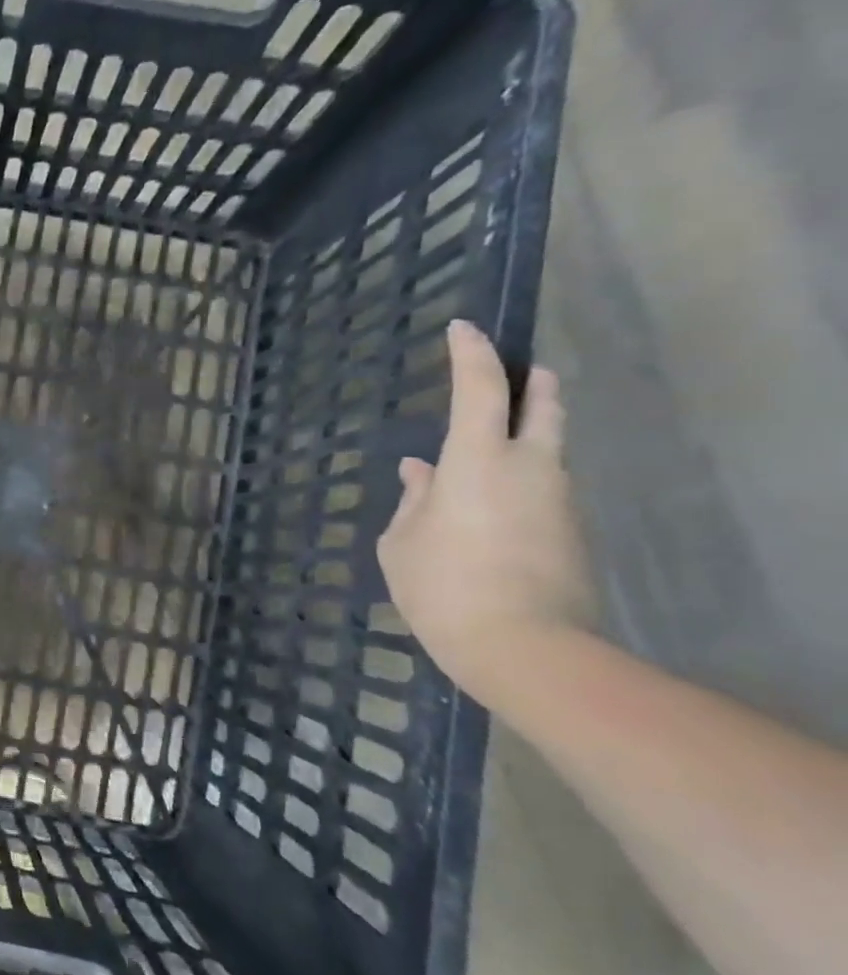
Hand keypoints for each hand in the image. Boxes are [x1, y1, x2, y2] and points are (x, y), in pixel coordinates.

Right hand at [376, 320, 594, 703]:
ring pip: (545, 452)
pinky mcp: (571, 532)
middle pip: (542, 407)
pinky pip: (542, 491)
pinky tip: (489, 509)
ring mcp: (558, 500)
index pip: (480, 387)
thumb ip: (412, 501)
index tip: (461, 328)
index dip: (470, 353)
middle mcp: (529, 467)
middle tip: (523, 371)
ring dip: (522, 440)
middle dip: (532, 383)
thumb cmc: (443, 585)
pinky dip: (519, 483)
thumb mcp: (403, 543)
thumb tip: (419, 472)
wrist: (523, 646)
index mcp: (478, 460)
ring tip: (483, 455)